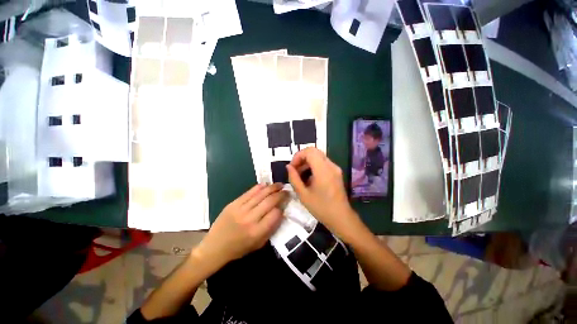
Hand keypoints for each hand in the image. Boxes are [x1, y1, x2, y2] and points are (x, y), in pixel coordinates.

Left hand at [194, 183, 286, 268]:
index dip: (282, 207)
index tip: (285, 204)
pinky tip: (266, 184)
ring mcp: (240, 209)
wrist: (215, 247)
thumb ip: (271, 228)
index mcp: (257, 232)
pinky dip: (259, 187)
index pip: (275, 214)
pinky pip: (249, 192)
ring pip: (261, 194)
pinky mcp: (233, 203)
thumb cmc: (239, 248)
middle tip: (287, 190)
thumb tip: (280, 212)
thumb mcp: (259, 244)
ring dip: (272, 188)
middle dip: (281, 194)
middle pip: (270, 201)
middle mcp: (250, 219)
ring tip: (279, 185)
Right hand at [286, 148, 361, 240]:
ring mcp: (335, 168)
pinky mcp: (336, 172)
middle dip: (302, 158)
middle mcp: (331, 165)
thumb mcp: (303, 194)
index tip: (292, 167)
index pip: (310, 151)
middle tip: (295, 170)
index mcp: (323, 170)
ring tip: (300, 175)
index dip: (298, 156)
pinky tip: (309, 178)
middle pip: (314, 151)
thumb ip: (294, 178)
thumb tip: (288, 167)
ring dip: (307, 162)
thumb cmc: (321, 208)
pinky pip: (323, 163)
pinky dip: (314, 166)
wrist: (341, 218)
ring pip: (318, 157)